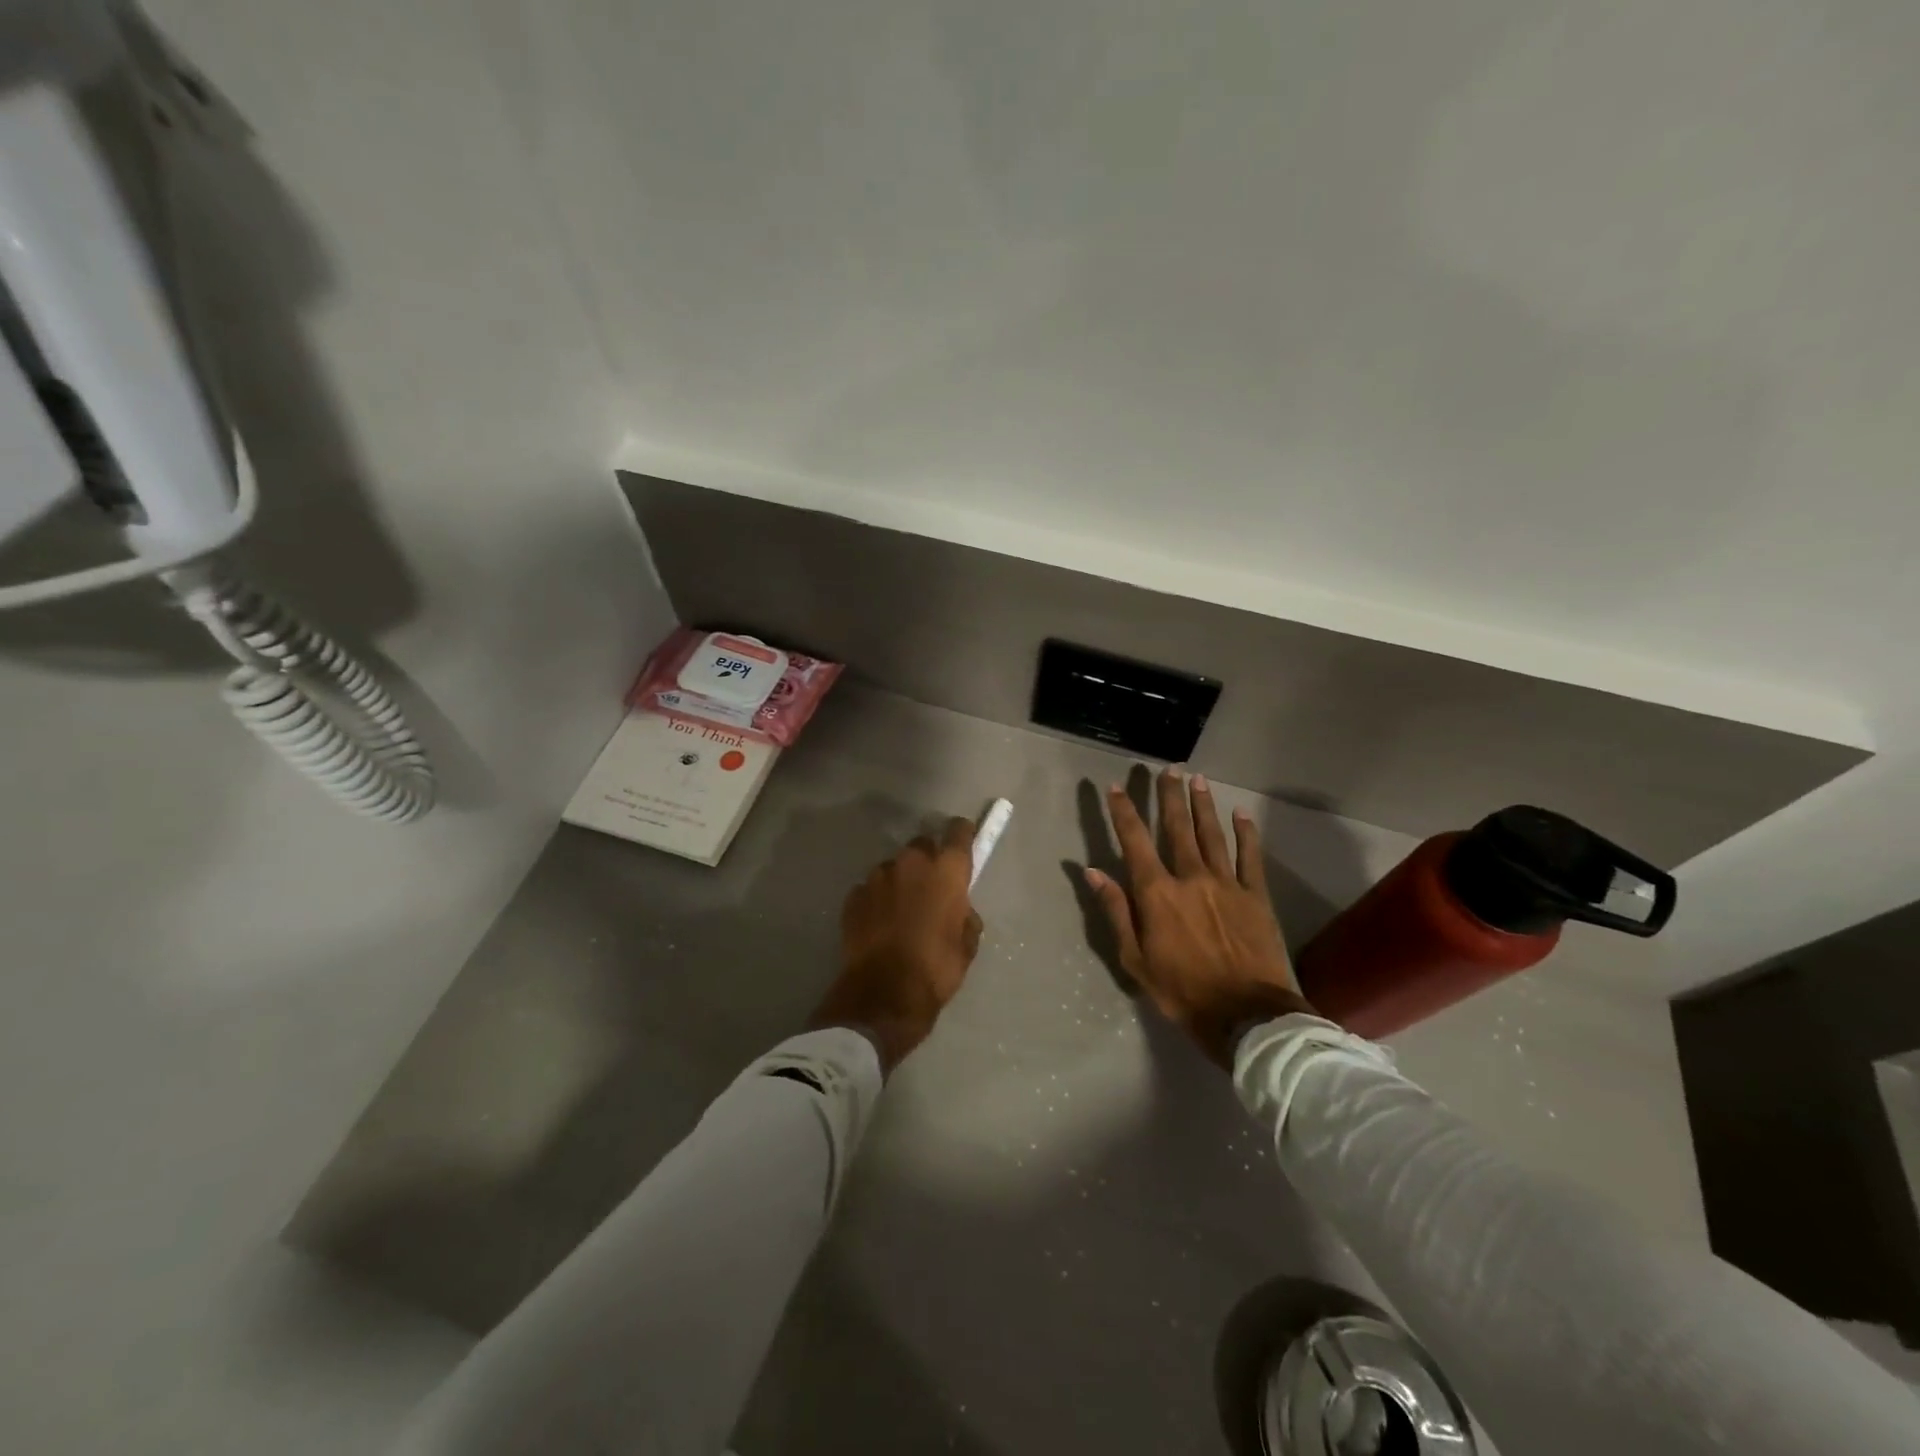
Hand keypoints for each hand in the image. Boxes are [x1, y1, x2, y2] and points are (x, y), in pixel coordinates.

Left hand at [810, 817, 983, 1073]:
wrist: (884, 994)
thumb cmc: (936, 967)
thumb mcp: (967, 945)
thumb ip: (964, 916)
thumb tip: (959, 911)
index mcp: (946, 870)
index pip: (958, 832)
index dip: (961, 835)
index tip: (963, 843)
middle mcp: (911, 862)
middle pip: (922, 846)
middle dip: (927, 861)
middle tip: (930, 887)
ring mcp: (878, 876)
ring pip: (893, 867)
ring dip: (899, 881)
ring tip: (900, 911)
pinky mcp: (854, 895)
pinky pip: (871, 889)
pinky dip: (877, 900)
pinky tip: (879, 924)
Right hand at [1086, 769, 1312, 1065]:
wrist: (1246, 1015)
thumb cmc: (1182, 991)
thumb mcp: (1135, 959)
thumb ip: (1116, 911)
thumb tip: (1093, 872)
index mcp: (1157, 893)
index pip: (1135, 841)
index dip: (1124, 812)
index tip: (1116, 789)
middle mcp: (1190, 877)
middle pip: (1177, 827)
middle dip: (1169, 796)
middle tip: (1167, 770)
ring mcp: (1226, 883)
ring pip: (1212, 834)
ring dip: (1203, 805)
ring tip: (1197, 779)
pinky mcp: (1256, 895)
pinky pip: (1249, 856)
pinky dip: (1246, 833)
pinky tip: (1241, 813)